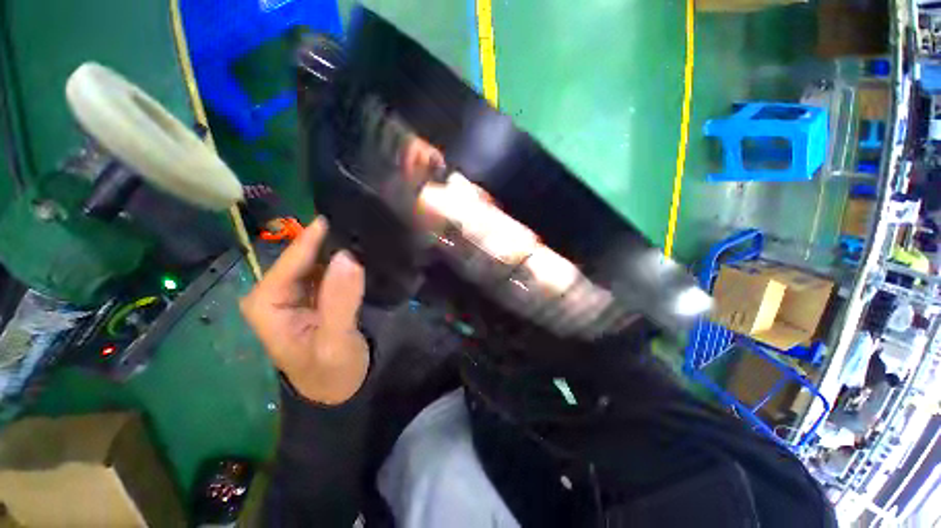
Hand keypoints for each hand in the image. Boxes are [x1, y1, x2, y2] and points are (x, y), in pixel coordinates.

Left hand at [240, 217, 369, 404]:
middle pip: (302, 257)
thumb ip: (340, 300)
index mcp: (266, 303)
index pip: (290, 261)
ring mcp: (296, 291)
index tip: (336, 216)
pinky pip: (329, 269)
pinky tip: (359, 249)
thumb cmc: (330, 371)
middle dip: (326, 240)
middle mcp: (276, 292)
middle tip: (355, 219)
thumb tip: (348, 257)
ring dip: (337, 247)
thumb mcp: (335, 341)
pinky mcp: (315, 293)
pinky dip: (343, 260)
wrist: (338, 387)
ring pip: (316, 260)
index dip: (313, 239)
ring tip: (360, 229)